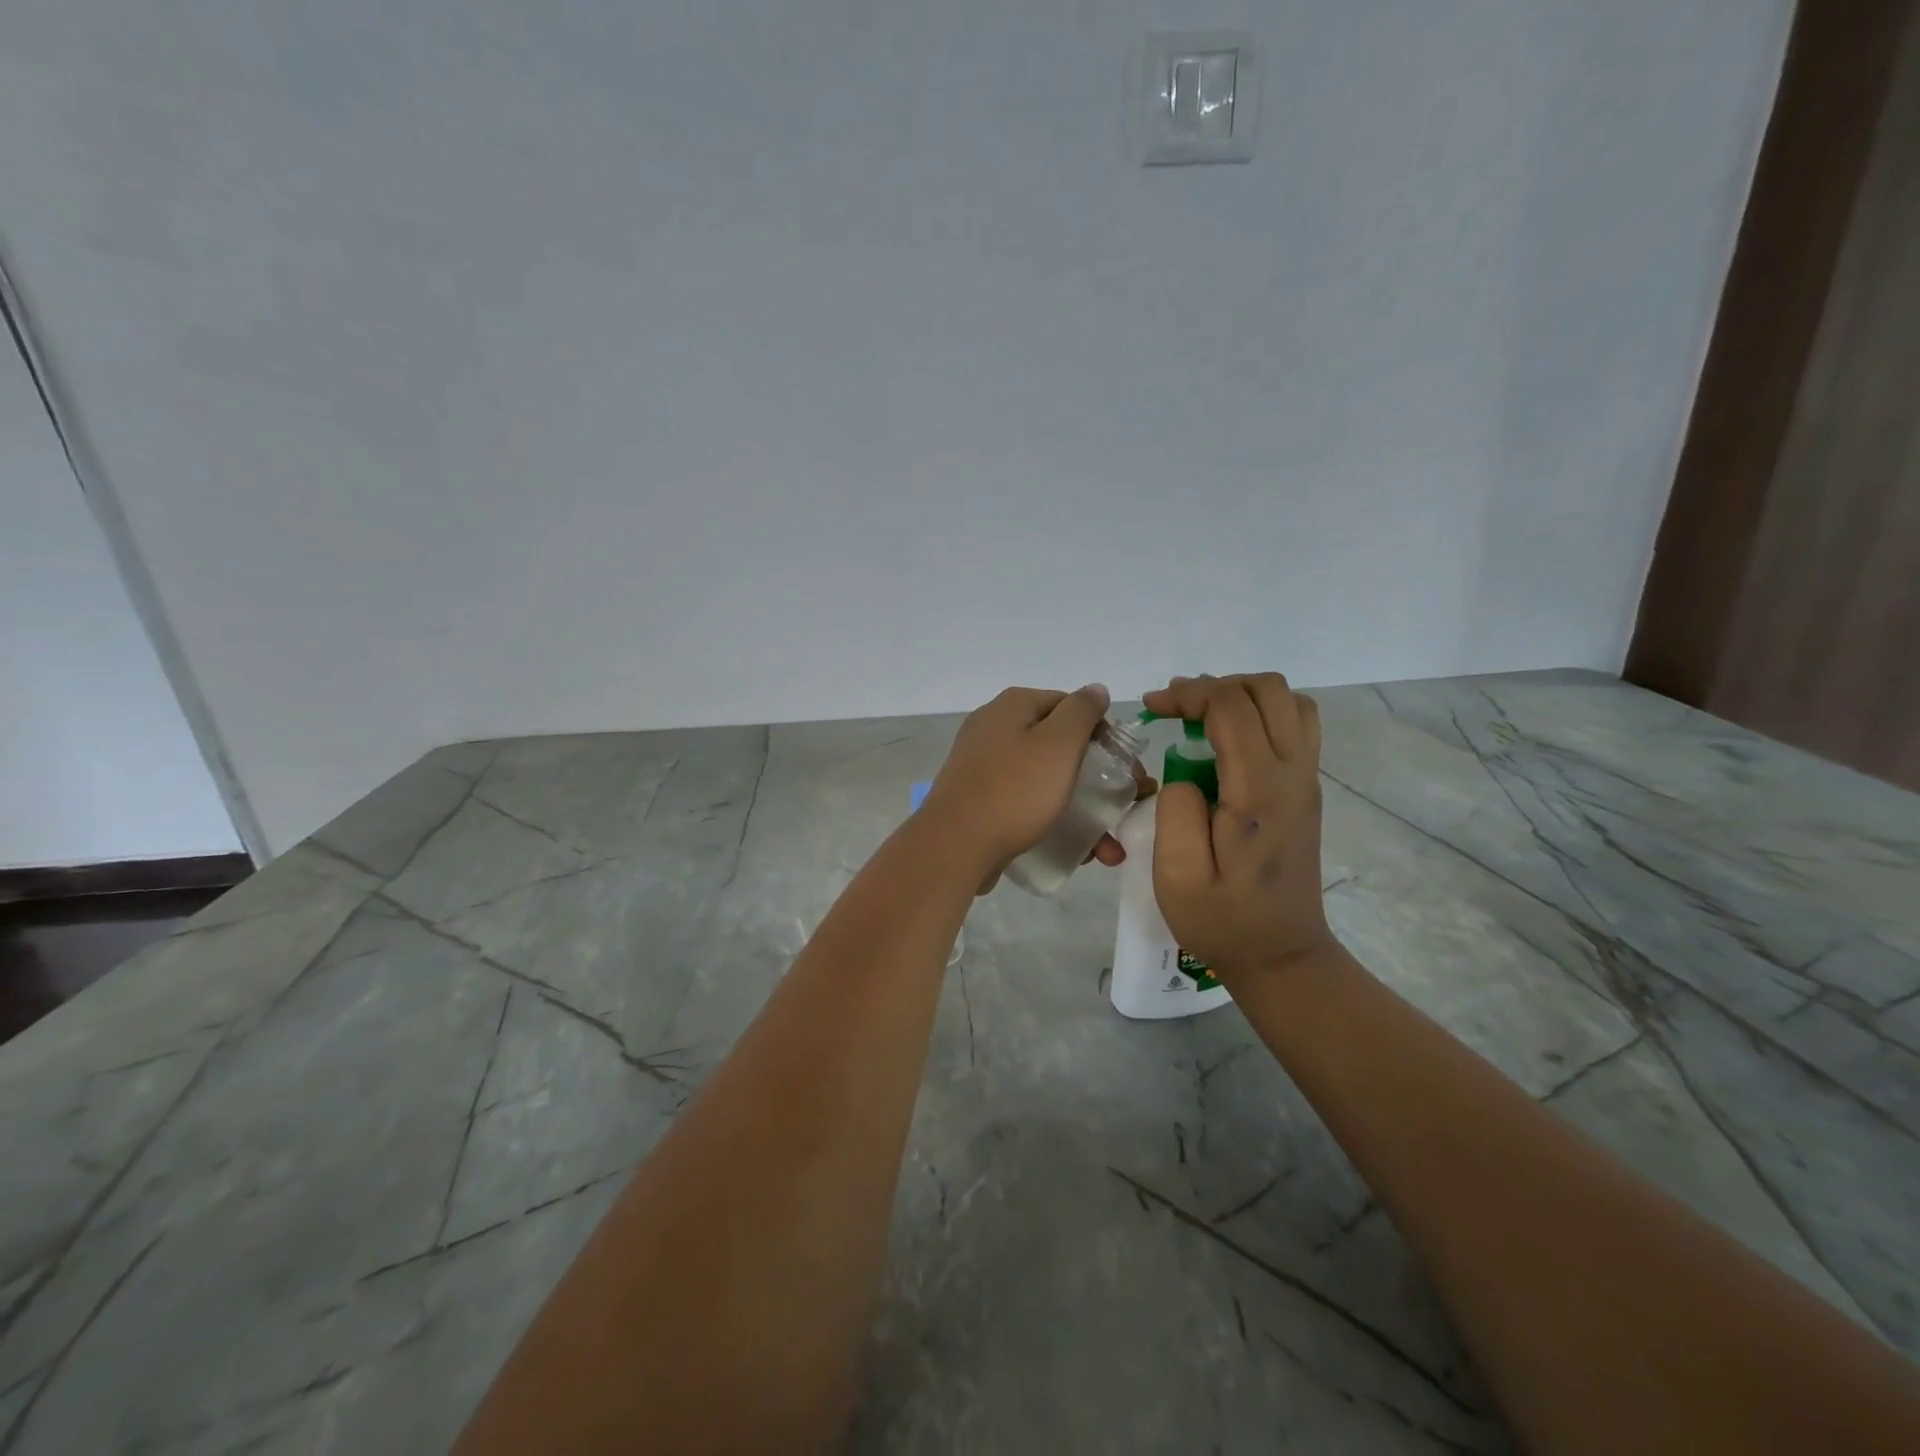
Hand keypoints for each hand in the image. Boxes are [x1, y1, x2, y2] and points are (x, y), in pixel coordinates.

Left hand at [923, 684, 1129, 888]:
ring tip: (1106, 849)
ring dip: (1079, 810)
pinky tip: (1073, 850)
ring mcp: (981, 764)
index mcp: (1013, 706)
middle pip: (1057, 745)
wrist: (955, 845)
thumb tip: (1095, 690)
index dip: (1101, 734)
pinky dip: (1050, 820)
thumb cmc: (1015, 790)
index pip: (1070, 706)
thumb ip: (1082, 711)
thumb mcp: (1059, 743)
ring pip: (1043, 780)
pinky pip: (1023, 802)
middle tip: (1121, 810)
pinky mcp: (977, 798)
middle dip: (1095, 780)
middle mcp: (993, 727)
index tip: (1123, 769)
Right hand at [1142, 673, 1334, 977]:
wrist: (1281, 955)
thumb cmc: (1222, 919)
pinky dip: (1259, 714)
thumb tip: (1184, 773)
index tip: (1151, 709)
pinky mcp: (1306, 791)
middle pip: (1268, 690)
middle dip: (1214, 686)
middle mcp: (1293, 774)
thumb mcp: (1177, 875)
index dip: (1188, 694)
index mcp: (1259, 789)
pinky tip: (1227, 741)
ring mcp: (1307, 780)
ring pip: (1289, 702)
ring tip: (1201, 718)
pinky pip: (1295, 726)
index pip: (1231, 706)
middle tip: (1174, 710)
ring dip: (1242, 696)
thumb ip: (1175, 809)